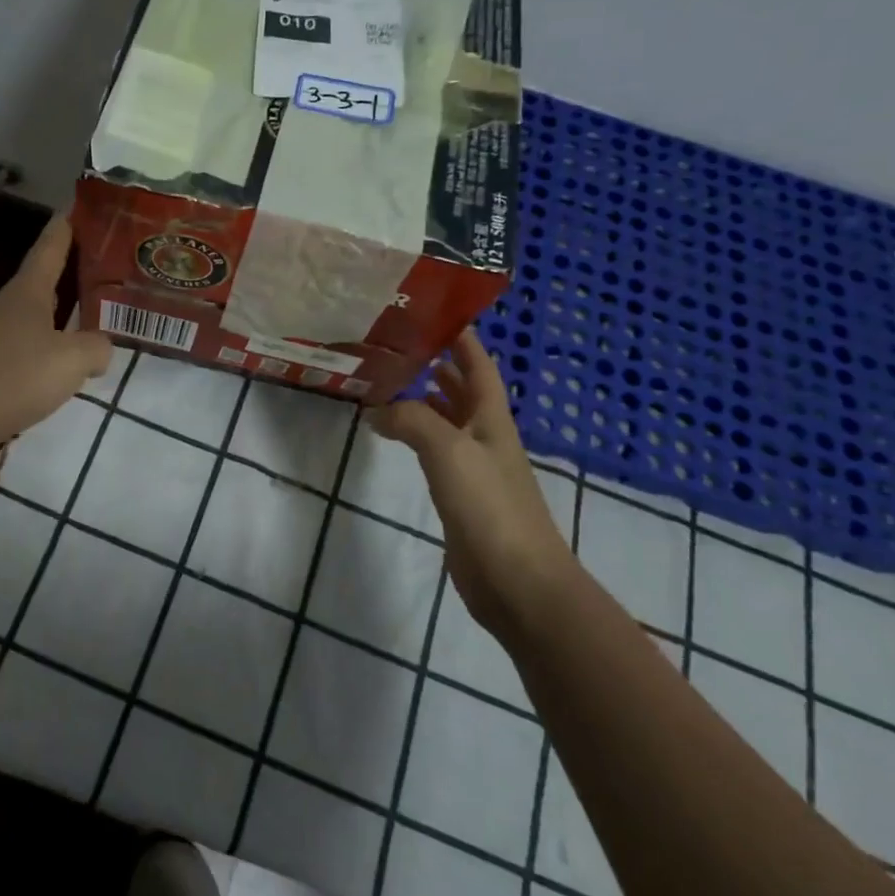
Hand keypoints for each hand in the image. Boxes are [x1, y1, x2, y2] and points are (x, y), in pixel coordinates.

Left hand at [0, 215, 112, 470]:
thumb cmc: (9, 377)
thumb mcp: (70, 360)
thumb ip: (97, 347)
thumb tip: (101, 347)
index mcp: (30, 290)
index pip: (53, 242)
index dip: (72, 220)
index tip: (90, 200)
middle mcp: (13, 306)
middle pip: (51, 277)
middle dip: (81, 266)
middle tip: (119, 260)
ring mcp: (0, 338)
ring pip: (45, 315)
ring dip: (71, 311)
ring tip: (107, 313)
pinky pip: (36, 349)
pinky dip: (58, 348)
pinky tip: (75, 365)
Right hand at [371, 329, 573, 633]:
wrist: (517, 582)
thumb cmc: (490, 507)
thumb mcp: (448, 451)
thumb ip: (412, 420)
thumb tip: (377, 409)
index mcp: (492, 419)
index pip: (479, 366)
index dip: (462, 338)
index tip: (434, 313)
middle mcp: (485, 437)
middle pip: (464, 391)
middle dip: (439, 365)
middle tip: (399, 346)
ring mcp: (475, 469)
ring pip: (448, 421)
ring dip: (425, 400)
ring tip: (390, 382)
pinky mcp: (461, 497)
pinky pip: (436, 453)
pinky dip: (417, 436)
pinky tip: (396, 436)